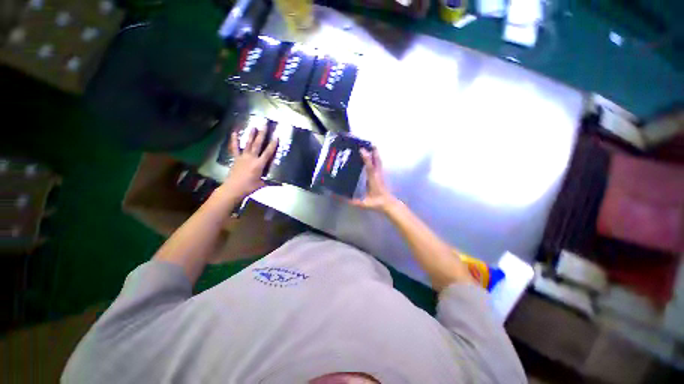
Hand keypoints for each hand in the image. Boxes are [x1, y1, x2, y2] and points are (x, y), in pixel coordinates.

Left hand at [221, 126, 277, 199]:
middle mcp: (251, 158)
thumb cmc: (249, 187)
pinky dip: (234, 140)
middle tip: (264, 124)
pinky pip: (235, 148)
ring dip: (251, 135)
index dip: (273, 144)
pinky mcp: (236, 158)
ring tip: (254, 126)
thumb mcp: (262, 185)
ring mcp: (243, 157)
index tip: (276, 136)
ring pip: (248, 144)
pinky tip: (234, 133)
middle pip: (258, 144)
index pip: (268, 152)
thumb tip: (283, 185)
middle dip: (262, 134)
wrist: (233, 188)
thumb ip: (272, 183)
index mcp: (259, 164)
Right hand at [350, 148, 397, 212]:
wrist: (388, 204)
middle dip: (372, 150)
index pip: (370, 168)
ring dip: (374, 152)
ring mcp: (380, 174)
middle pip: (376, 160)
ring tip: (369, 145)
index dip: (366, 158)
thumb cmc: (376, 203)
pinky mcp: (381, 174)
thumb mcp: (363, 203)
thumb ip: (351, 201)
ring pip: (378, 160)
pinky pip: (378, 163)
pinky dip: (375, 157)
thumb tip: (338, 197)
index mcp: (373, 180)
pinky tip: (371, 155)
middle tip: (366, 142)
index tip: (361, 149)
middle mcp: (377, 175)